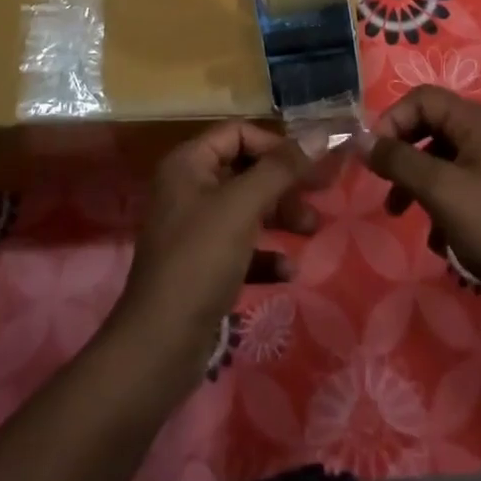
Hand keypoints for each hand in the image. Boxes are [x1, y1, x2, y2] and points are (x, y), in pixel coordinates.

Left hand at [106, 122, 322, 388]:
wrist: (159, 346)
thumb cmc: (200, 260)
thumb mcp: (243, 206)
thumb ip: (282, 169)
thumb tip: (321, 134)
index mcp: (188, 164)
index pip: (238, 134)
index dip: (275, 144)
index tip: (308, 164)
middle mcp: (188, 189)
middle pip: (245, 170)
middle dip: (283, 183)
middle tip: (320, 196)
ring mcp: (194, 229)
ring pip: (247, 209)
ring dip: (280, 216)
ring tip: (311, 230)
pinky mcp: (202, 267)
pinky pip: (241, 247)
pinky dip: (264, 254)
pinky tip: (287, 271)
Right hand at [363, 86, 480, 307]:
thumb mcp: (440, 191)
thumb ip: (398, 161)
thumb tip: (361, 141)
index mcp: (478, 121)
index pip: (422, 99)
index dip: (392, 120)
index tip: (374, 156)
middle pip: (430, 126)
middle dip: (402, 155)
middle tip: (383, 184)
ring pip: (441, 158)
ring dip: (416, 183)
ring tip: (399, 214)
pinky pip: (458, 183)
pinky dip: (440, 203)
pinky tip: (439, 238)